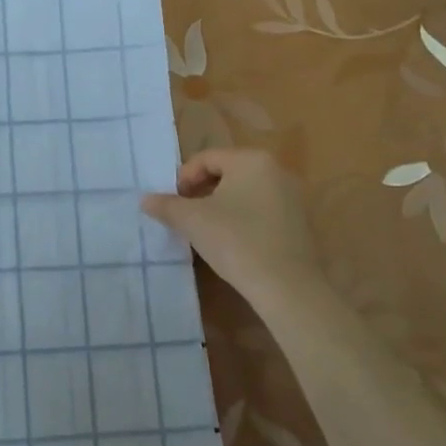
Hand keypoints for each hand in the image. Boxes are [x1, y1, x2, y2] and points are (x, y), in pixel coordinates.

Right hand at [140, 149, 325, 307]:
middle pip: (226, 173)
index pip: (206, 159)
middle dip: (201, 192)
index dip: (183, 179)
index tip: (172, 204)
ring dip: (220, 206)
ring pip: (244, 193)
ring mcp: (292, 197)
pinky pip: (261, 211)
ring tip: (205, 230)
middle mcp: (276, 170)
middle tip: (185, 216)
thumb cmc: (236, 241)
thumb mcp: (192, 220)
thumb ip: (166, 205)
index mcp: (251, 160)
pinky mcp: (299, 223)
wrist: (287, 287)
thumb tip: (145, 200)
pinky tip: (231, 243)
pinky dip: (241, 220)